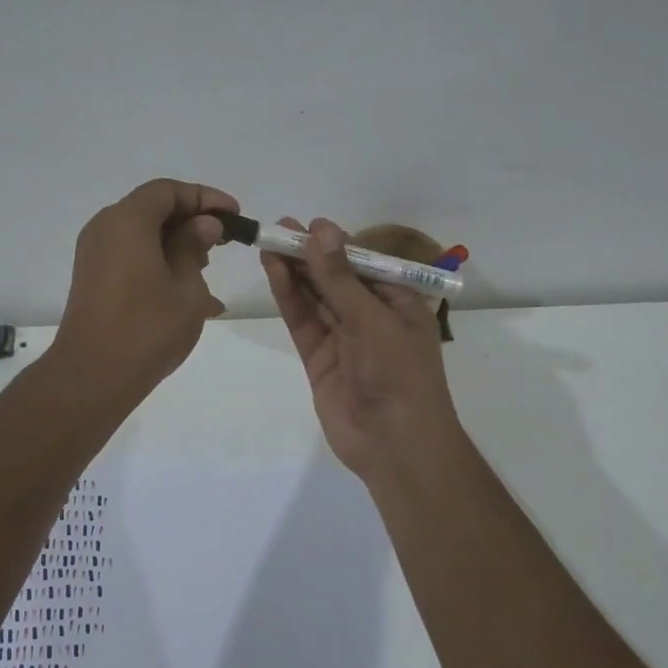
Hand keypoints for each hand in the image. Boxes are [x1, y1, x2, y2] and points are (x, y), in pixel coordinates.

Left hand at [52, 178, 236, 401]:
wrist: (94, 375)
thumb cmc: (148, 328)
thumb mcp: (186, 286)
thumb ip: (195, 247)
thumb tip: (204, 224)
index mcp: (127, 220)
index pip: (168, 191)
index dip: (205, 198)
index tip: (234, 216)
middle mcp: (105, 229)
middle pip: (152, 209)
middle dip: (190, 221)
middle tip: (222, 244)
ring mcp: (94, 255)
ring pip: (141, 235)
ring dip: (175, 245)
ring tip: (206, 271)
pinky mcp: (92, 279)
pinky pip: (130, 257)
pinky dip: (158, 264)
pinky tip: (185, 294)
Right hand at [263, 217, 460, 481]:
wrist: (394, 443)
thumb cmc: (398, 373)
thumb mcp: (372, 319)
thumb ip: (340, 278)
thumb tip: (320, 230)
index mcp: (398, 303)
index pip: (363, 264)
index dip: (334, 244)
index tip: (306, 225)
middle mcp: (371, 317)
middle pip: (335, 278)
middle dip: (309, 255)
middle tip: (277, 228)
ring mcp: (343, 339)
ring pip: (315, 298)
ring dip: (295, 272)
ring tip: (269, 243)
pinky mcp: (319, 359)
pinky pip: (304, 322)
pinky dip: (290, 299)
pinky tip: (275, 273)